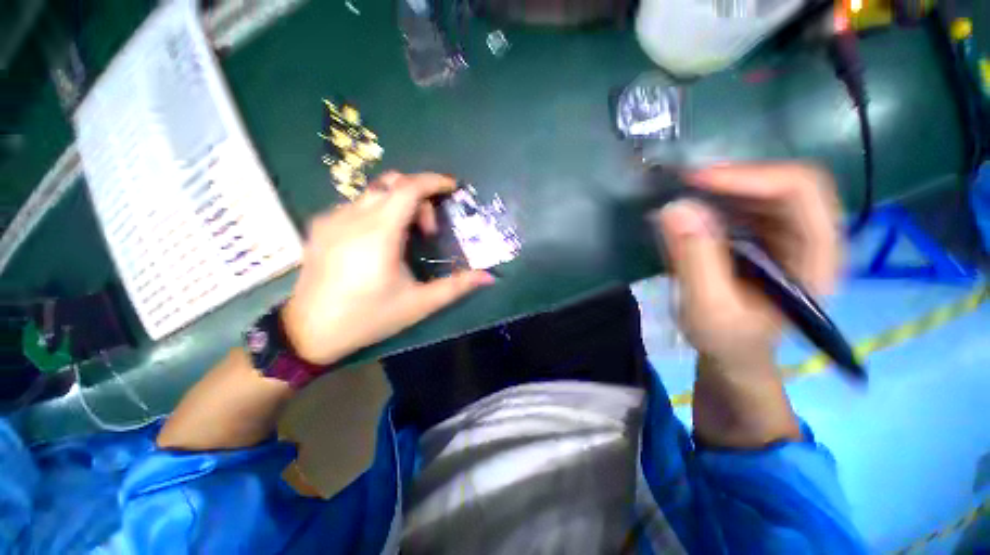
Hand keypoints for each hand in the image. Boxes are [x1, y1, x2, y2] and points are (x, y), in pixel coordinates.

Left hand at [281, 172, 493, 364]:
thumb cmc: (369, 317)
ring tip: (404, 238)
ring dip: (398, 205)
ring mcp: (332, 219)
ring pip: (373, 192)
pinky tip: (377, 241)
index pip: (408, 188)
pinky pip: (356, 205)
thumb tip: (488, 277)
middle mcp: (353, 218)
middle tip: (428, 231)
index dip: (433, 181)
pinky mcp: (320, 226)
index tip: (451, 187)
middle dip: (419, 197)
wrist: (309, 332)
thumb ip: (456, 286)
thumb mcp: (419, 304)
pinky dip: (377, 211)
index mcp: (378, 234)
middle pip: (393, 184)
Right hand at [652, 163, 842, 371]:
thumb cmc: (727, 339)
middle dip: (735, 178)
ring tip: (683, 193)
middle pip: (787, 183)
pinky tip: (691, 209)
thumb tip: (675, 209)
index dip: (751, 177)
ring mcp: (788, 235)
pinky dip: (716, 198)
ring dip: (724, 186)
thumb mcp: (706, 307)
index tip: (696, 181)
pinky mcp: (764, 236)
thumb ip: (695, 260)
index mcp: (817, 258)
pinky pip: (746, 203)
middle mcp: (811, 237)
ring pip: (765, 188)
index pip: (802, 192)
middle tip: (685, 182)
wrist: (733, 352)